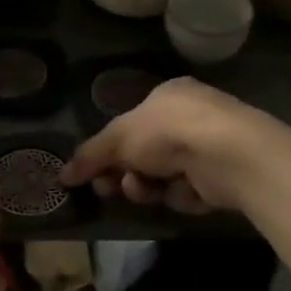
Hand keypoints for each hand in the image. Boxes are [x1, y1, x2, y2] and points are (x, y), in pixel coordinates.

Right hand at [60, 78, 274, 213]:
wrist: (228, 154)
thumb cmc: (168, 131)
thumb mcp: (118, 138)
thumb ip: (90, 156)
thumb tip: (62, 176)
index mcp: (167, 96)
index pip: (131, 124)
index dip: (110, 150)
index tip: (93, 173)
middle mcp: (190, 117)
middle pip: (145, 153)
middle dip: (126, 173)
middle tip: (109, 188)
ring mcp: (209, 147)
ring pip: (164, 176)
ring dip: (148, 186)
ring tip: (146, 188)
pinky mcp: (225, 176)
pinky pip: (190, 191)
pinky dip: (182, 195)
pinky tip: (187, 192)